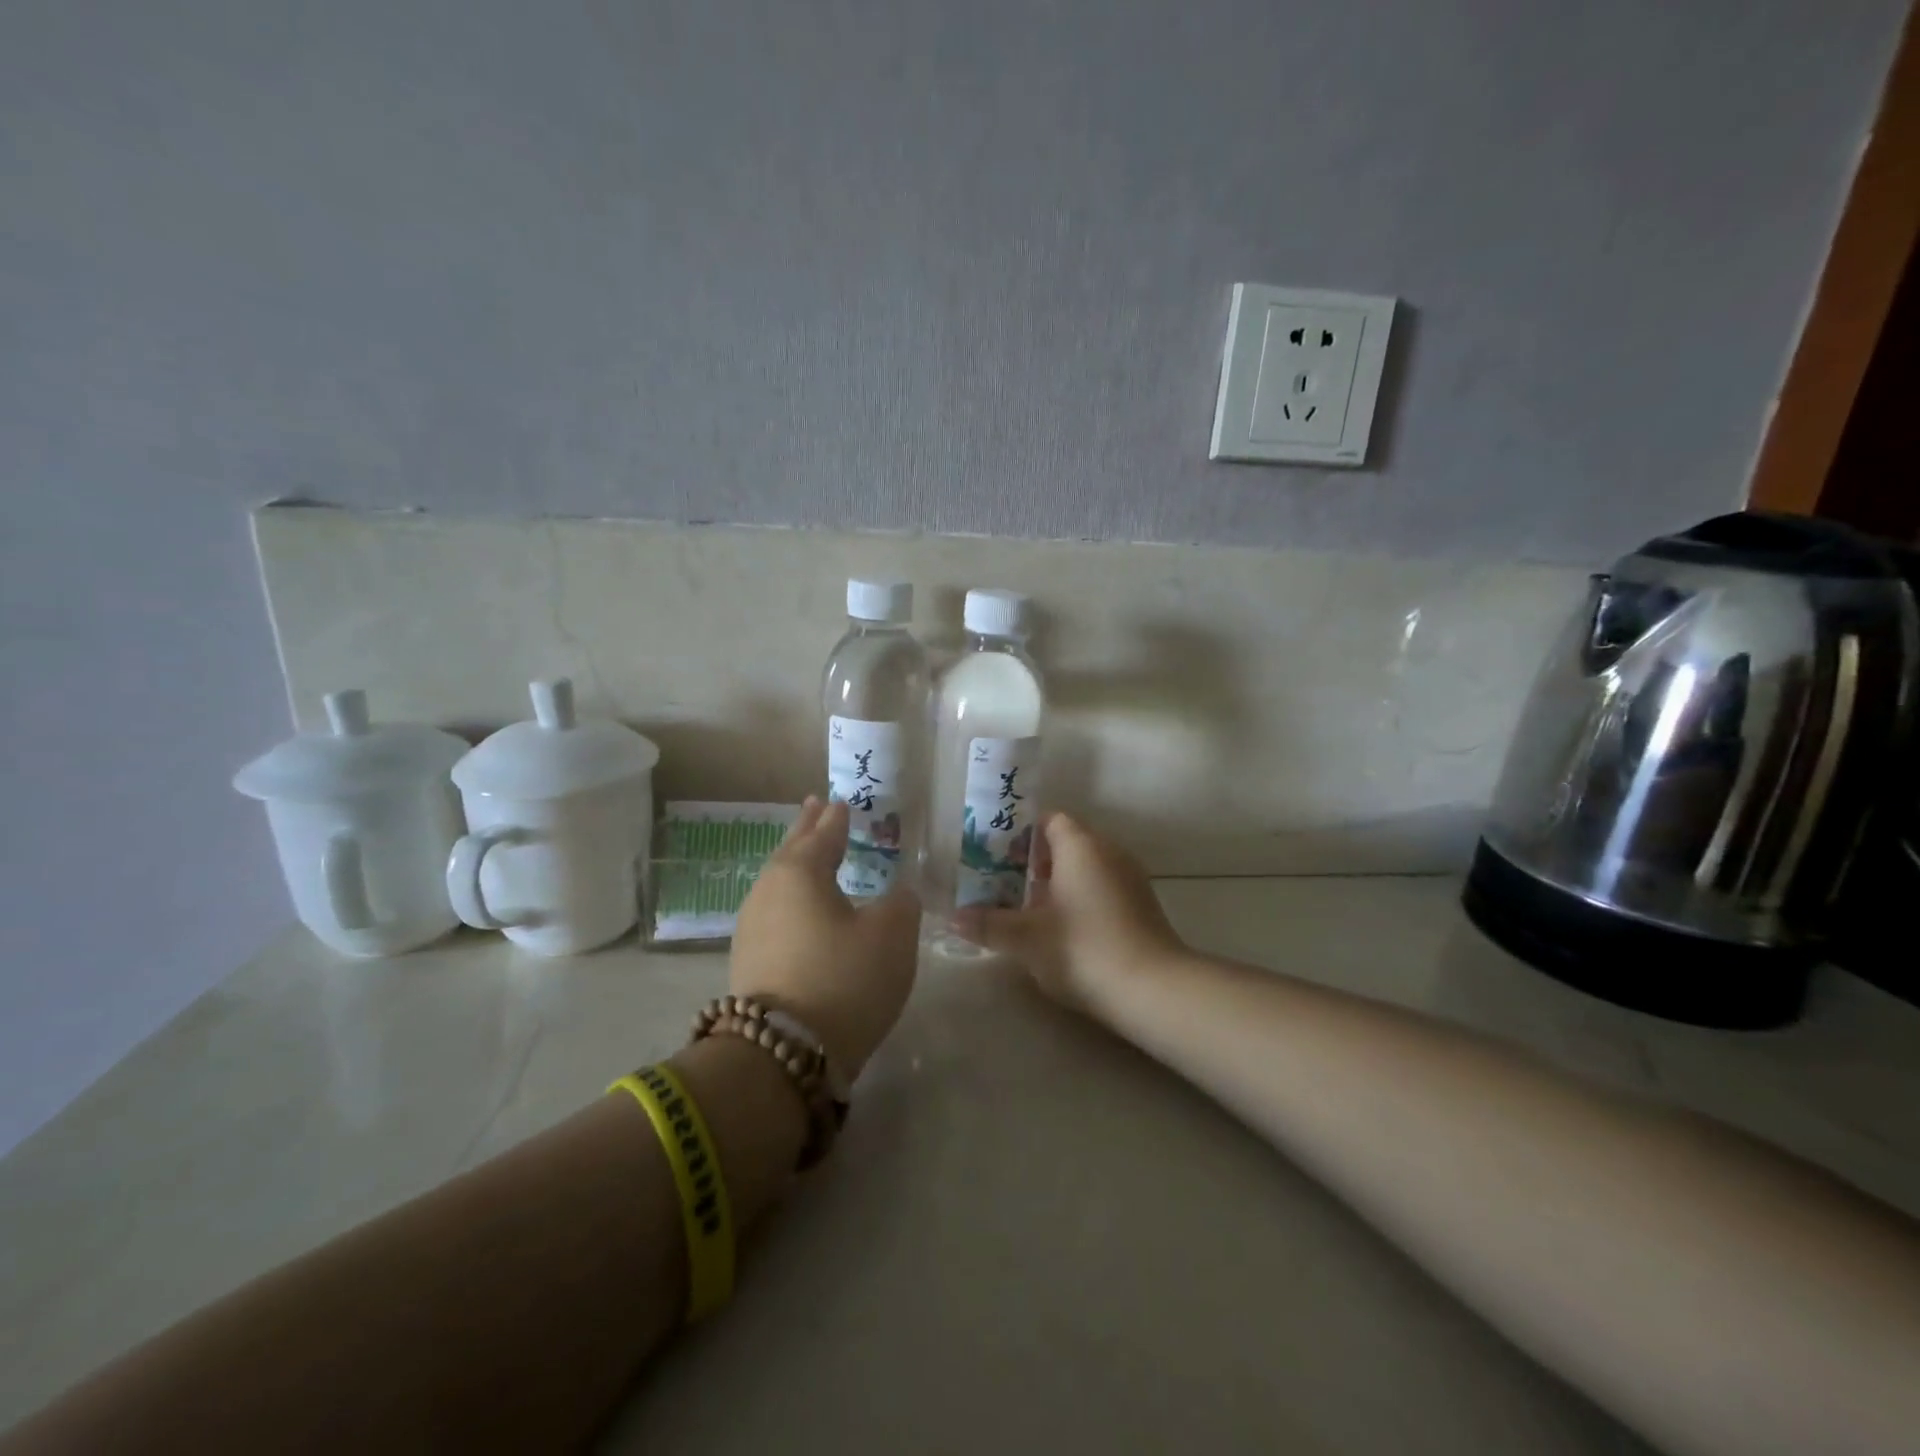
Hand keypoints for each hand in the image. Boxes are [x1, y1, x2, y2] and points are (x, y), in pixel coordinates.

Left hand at [729, 798, 919, 1076]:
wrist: (783, 1053)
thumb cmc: (844, 979)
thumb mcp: (892, 934)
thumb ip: (900, 903)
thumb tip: (896, 895)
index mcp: (801, 871)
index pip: (823, 834)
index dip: (836, 819)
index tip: (840, 803)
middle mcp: (768, 890)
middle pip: (791, 850)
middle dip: (806, 830)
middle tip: (815, 807)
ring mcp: (752, 927)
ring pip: (779, 882)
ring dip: (797, 864)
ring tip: (810, 854)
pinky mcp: (748, 961)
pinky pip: (775, 911)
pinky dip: (791, 899)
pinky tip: (800, 908)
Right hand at [953, 812, 1185, 1010]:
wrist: (1153, 989)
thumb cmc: (1082, 949)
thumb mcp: (1026, 938)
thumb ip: (988, 924)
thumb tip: (954, 917)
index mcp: (1080, 845)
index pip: (1049, 820)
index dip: (1019, 834)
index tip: (996, 856)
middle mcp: (1109, 851)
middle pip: (1066, 843)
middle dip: (1033, 862)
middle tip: (1002, 885)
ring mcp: (1130, 878)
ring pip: (1086, 868)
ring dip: (1057, 883)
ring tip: (1027, 911)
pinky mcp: (1142, 906)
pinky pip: (1103, 888)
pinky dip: (1080, 899)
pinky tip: (1063, 931)